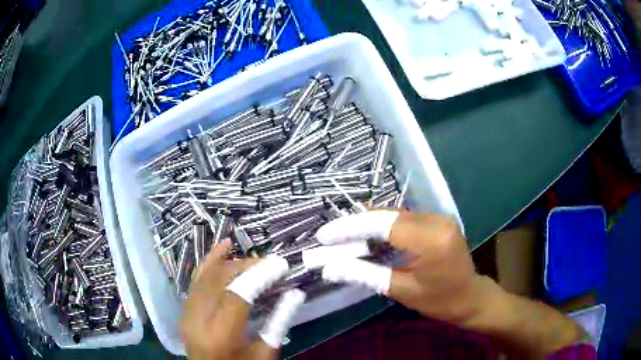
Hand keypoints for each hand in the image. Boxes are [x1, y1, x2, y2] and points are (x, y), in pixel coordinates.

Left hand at [181, 241, 303, 359]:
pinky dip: (210, 261)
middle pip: (220, 279)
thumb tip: (295, 292)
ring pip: (207, 275)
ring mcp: (187, 313)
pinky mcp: (185, 310)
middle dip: (247, 266)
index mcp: (221, 335)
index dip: (260, 275)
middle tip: (271, 263)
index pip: (238, 294)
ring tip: (255, 260)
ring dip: (232, 263)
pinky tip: (223, 246)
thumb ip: (279, 321)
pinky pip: (196, 280)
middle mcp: (198, 319)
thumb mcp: (265, 352)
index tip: (281, 264)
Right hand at [316, 210, 486, 323]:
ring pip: (394, 214)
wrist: (470, 297)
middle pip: (387, 215)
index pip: (383, 225)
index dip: (351, 227)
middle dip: (356, 225)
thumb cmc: (438, 300)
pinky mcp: (438, 220)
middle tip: (330, 237)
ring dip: (368, 224)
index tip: (325, 235)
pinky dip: (384, 226)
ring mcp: (439, 217)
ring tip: (343, 236)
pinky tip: (368, 235)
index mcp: (431, 240)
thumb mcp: (400, 290)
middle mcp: (437, 221)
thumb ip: (364, 274)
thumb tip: (329, 268)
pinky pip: (405, 218)